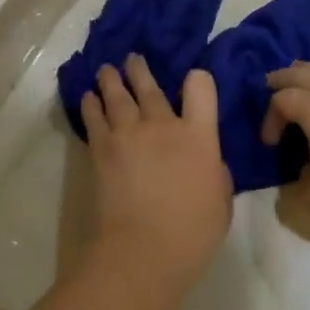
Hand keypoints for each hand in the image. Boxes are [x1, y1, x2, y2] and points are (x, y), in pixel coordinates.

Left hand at [80, 57, 231, 286]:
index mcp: (199, 136)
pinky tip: (88, 97)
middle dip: (140, 70)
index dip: (198, 79)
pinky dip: (91, 104)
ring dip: (112, 80)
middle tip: (132, 59)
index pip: (201, 87)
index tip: (193, 80)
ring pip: (117, 96)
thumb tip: (205, 160)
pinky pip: (95, 118)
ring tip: (107, 70)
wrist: (144, 249)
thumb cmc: (193, 231)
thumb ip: (214, 170)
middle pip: (150, 86)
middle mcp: (163, 125)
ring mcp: (129, 135)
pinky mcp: (102, 150)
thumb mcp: (221, 198)